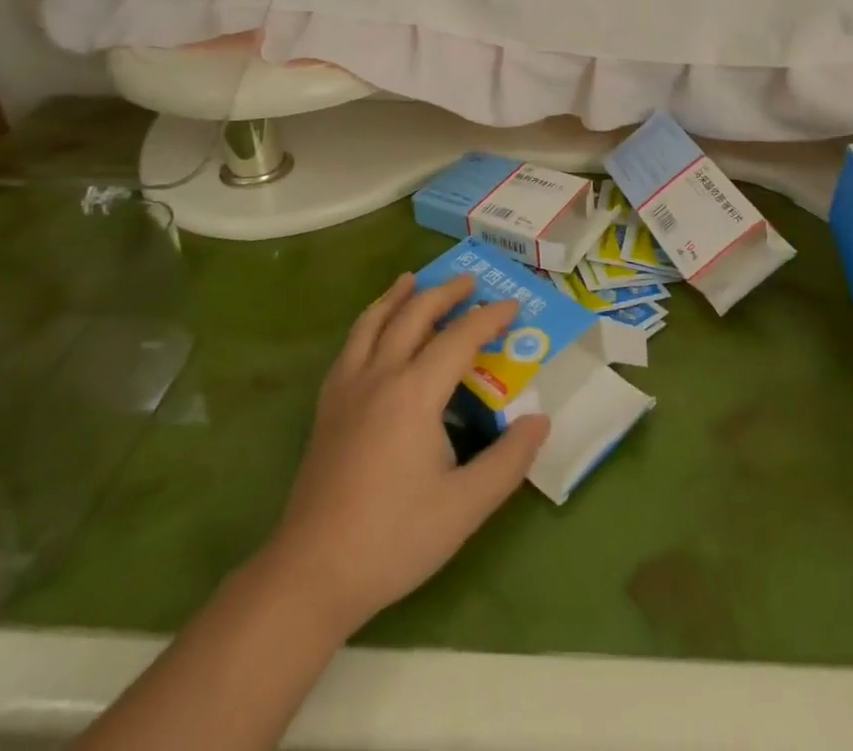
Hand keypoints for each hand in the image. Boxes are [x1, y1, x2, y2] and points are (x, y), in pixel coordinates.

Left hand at [255, 272, 550, 633]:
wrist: (311, 573)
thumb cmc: (394, 539)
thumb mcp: (465, 507)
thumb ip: (509, 460)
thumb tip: (541, 419)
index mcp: (415, 393)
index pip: (460, 337)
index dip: (490, 317)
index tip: (514, 305)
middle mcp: (380, 376)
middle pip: (415, 315)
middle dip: (446, 292)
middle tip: (471, 281)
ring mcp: (347, 387)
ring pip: (374, 321)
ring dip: (399, 295)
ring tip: (414, 279)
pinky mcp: (327, 405)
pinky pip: (351, 344)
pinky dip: (369, 320)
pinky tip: (374, 327)